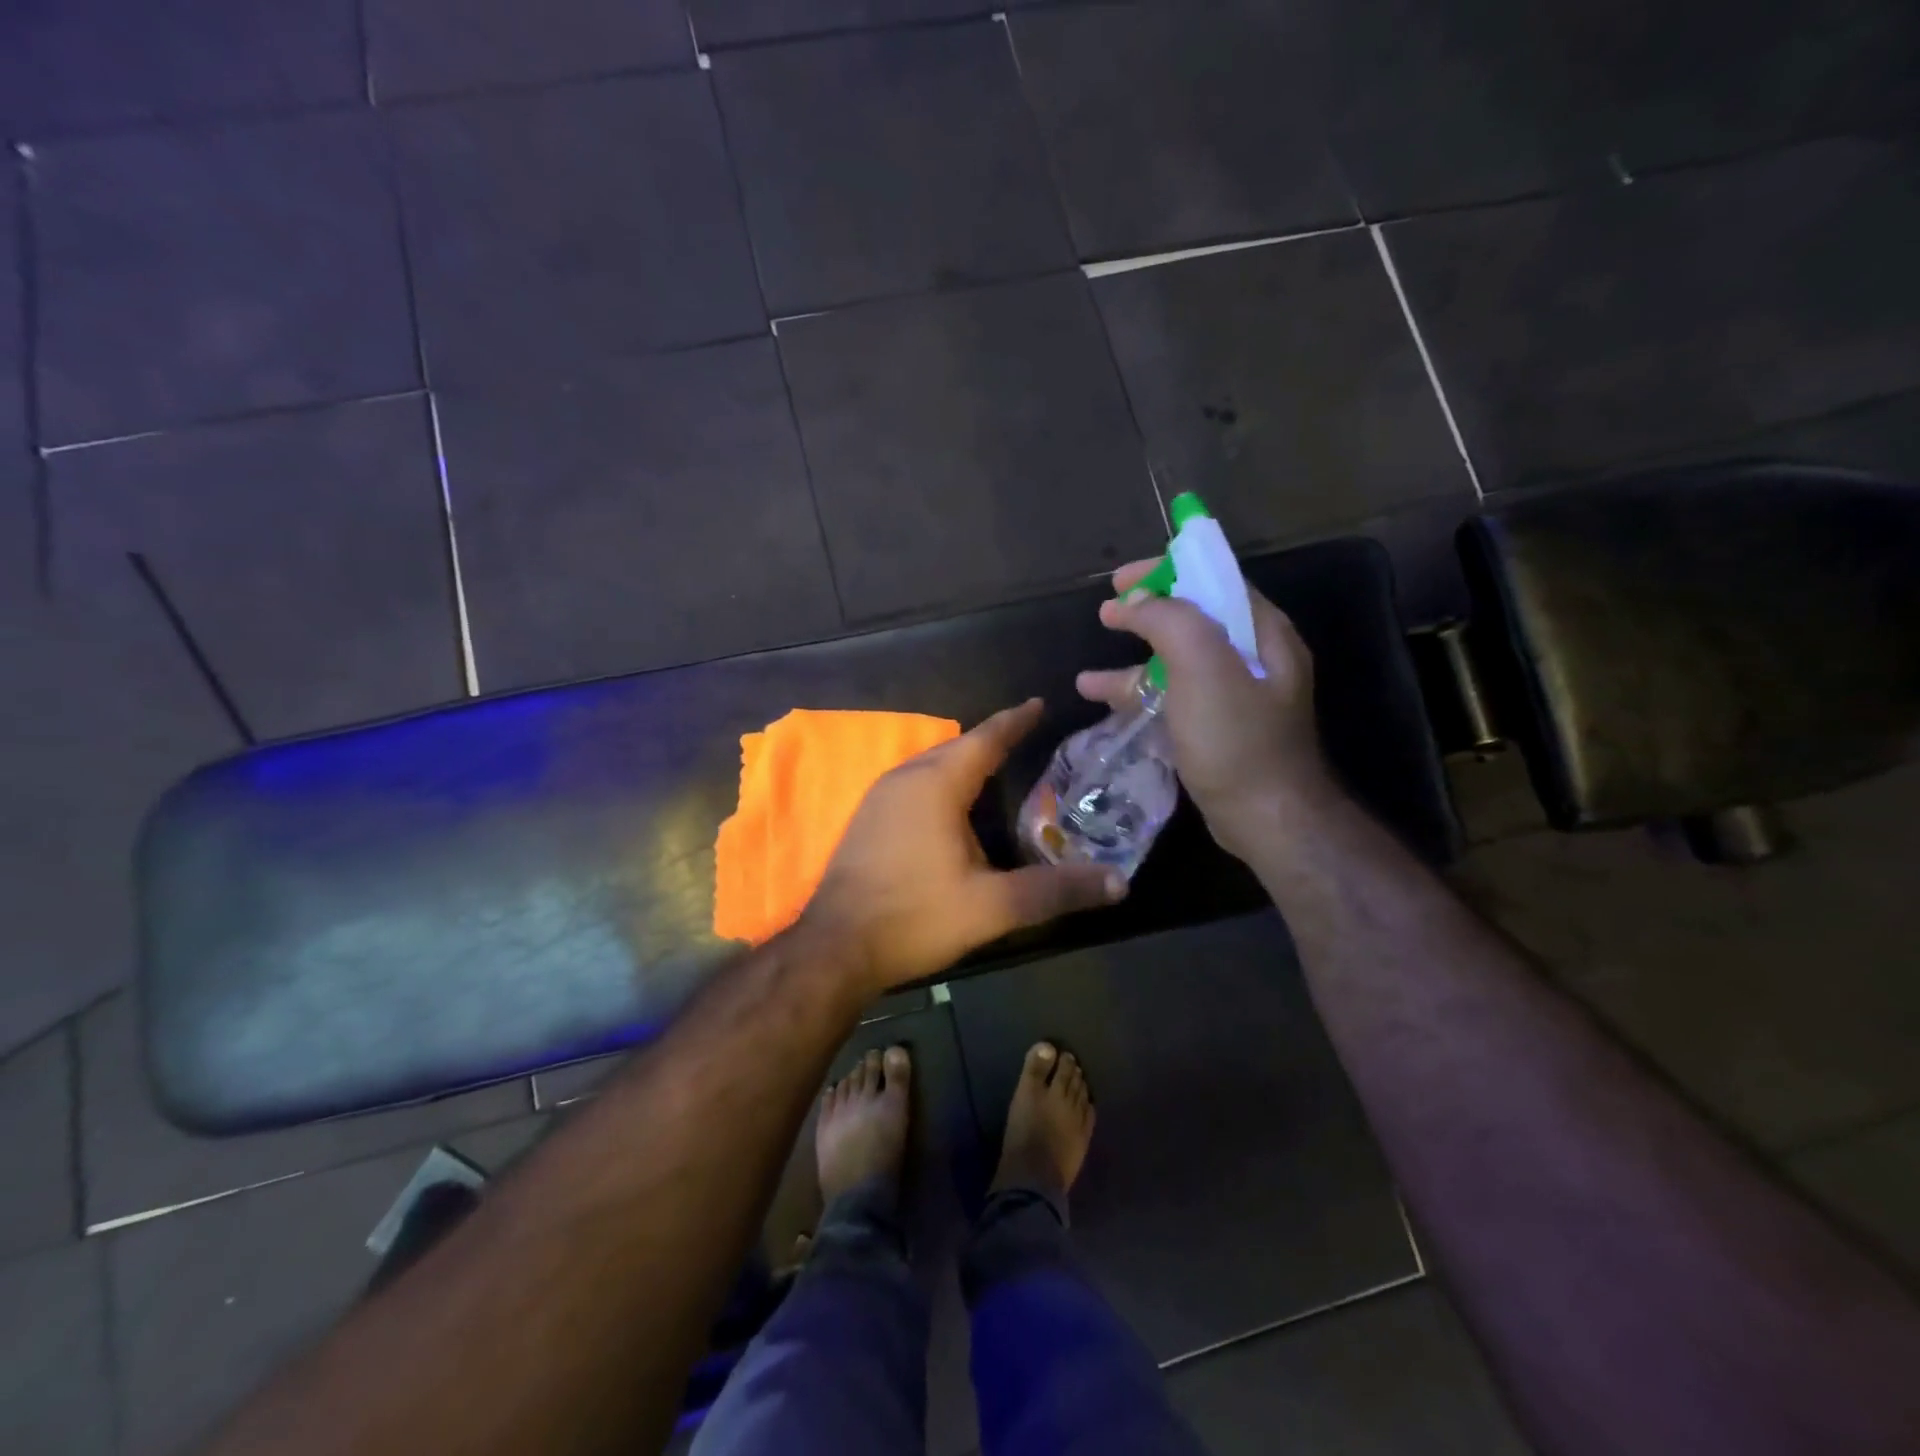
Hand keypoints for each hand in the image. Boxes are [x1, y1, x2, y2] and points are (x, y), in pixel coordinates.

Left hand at [802, 699, 1125, 992]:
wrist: (836, 947)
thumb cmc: (916, 917)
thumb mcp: (993, 907)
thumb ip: (1056, 891)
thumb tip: (1119, 882)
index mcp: (936, 784)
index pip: (985, 739)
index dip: (1015, 721)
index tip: (1039, 704)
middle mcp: (905, 778)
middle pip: (957, 748)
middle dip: (991, 741)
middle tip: (1026, 738)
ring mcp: (879, 797)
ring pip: (931, 766)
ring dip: (963, 763)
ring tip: (995, 768)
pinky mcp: (867, 819)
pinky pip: (913, 784)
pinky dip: (941, 783)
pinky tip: (952, 808)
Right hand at [1077, 558, 1337, 861]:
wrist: (1266, 819)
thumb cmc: (1236, 740)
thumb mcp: (1203, 667)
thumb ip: (1171, 621)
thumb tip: (1137, 602)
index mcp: (1261, 632)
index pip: (1212, 581)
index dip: (1166, 572)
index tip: (1120, 580)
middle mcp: (1253, 658)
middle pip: (1192, 620)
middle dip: (1145, 615)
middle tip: (1105, 612)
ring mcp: (1234, 697)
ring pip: (1177, 664)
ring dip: (1133, 664)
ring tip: (1088, 678)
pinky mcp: (1217, 730)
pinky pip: (1174, 699)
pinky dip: (1140, 697)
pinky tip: (1104, 705)